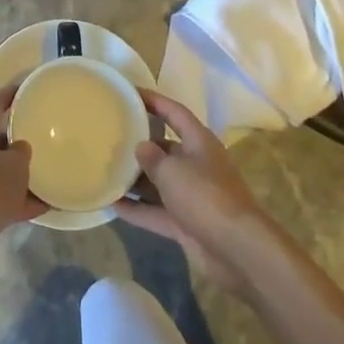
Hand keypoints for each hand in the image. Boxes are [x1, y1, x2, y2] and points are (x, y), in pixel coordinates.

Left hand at [0, 85, 41, 269]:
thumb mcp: (15, 165)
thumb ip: (22, 152)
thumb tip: (20, 148)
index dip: (11, 92)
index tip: (29, 89)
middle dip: (20, 134)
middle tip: (45, 132)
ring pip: (2, 167)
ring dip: (22, 171)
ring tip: (50, 170)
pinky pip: (4, 195)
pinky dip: (23, 199)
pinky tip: (48, 206)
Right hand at [116, 90, 272, 292]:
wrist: (238, 250)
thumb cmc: (205, 196)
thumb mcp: (172, 171)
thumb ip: (152, 157)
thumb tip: (141, 147)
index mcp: (198, 142)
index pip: (174, 112)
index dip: (153, 101)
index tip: (129, 93)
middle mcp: (196, 164)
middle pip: (165, 148)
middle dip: (139, 145)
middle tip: (109, 139)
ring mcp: (192, 195)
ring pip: (159, 182)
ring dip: (135, 180)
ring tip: (105, 171)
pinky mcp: (187, 223)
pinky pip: (157, 211)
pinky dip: (138, 210)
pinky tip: (112, 206)